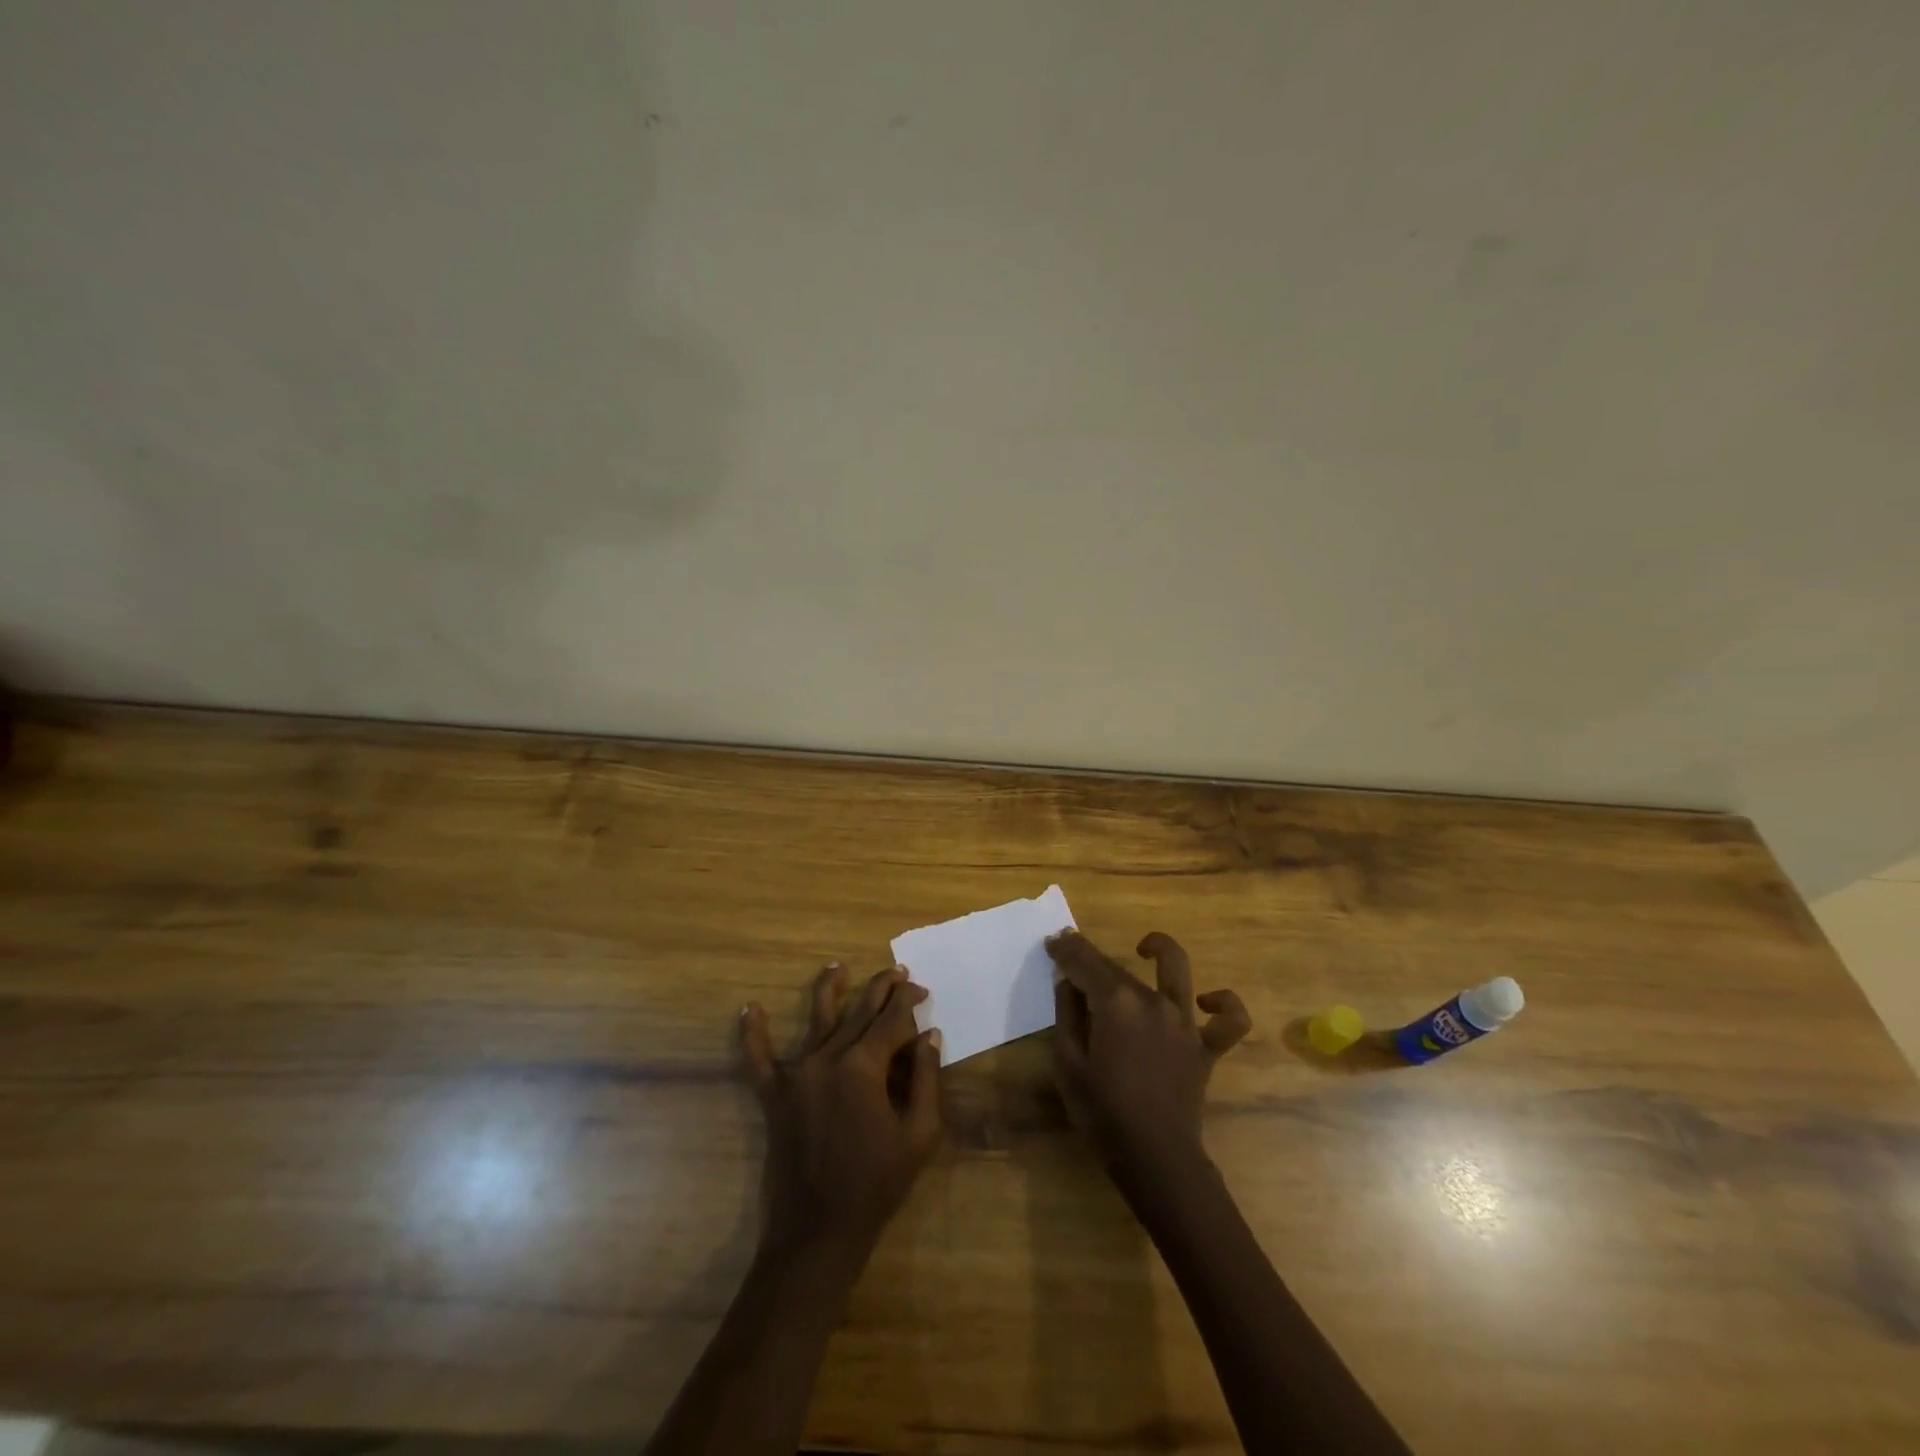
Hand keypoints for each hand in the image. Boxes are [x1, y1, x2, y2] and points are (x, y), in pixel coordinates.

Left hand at [741, 964, 943, 1260]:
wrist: (818, 1233)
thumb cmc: (876, 1185)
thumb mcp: (919, 1135)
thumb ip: (926, 1080)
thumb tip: (928, 1036)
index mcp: (864, 1067)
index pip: (892, 1021)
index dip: (909, 1002)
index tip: (921, 990)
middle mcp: (829, 1059)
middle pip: (859, 1012)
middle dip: (880, 989)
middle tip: (896, 971)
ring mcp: (798, 1075)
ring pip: (816, 1020)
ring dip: (829, 989)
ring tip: (837, 965)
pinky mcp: (774, 1097)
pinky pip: (759, 1060)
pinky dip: (752, 1035)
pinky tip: (749, 1009)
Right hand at [1047, 930, 1251, 1178]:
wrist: (1156, 1159)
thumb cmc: (1103, 1113)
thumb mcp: (1068, 1063)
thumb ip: (1067, 1014)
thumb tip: (1068, 981)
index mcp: (1117, 1003)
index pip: (1085, 962)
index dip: (1066, 949)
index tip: (1052, 943)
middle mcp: (1153, 1001)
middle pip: (1118, 968)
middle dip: (1091, 958)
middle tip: (1071, 958)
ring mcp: (1185, 1022)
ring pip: (1175, 971)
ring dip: (1160, 949)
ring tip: (1143, 948)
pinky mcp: (1206, 1047)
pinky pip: (1229, 1021)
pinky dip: (1223, 1005)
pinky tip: (1205, 1000)